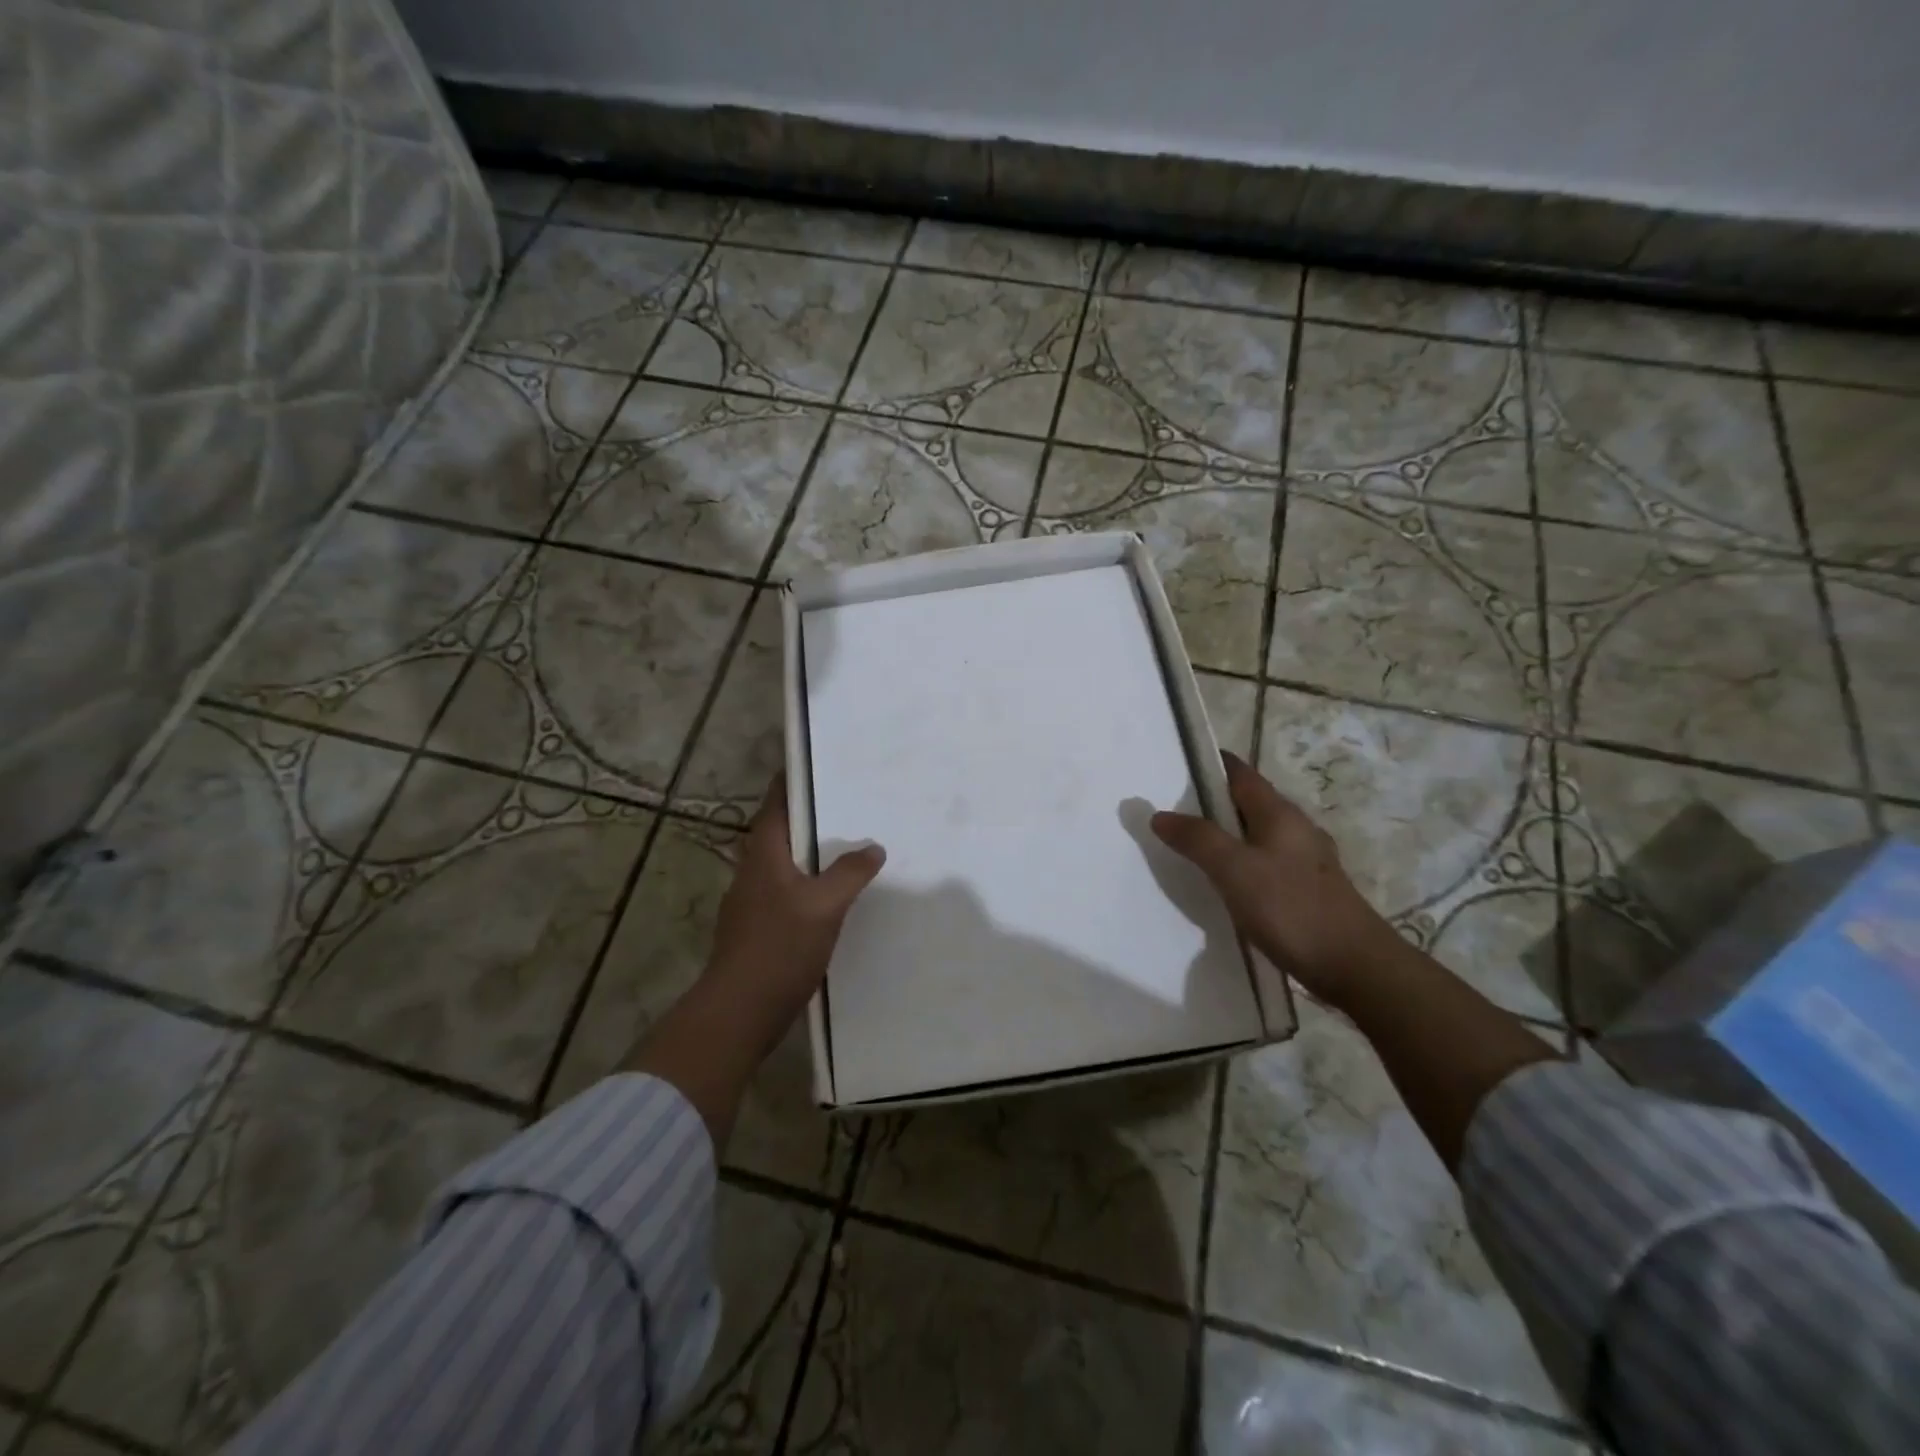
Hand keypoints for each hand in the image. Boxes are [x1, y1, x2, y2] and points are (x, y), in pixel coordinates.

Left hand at [703, 775, 886, 1035]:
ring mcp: (752, 902)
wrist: (740, 1011)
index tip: (814, 763)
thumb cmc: (779, 947)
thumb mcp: (824, 906)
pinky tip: (833, 896)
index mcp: (763, 854)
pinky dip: (809, 884)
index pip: (775, 803)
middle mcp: (752, 871)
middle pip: (780, 831)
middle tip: (847, 804)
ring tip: (847, 846)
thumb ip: (849, 873)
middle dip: (809, 817)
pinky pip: (787, 892)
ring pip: (784, 864)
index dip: (791, 781)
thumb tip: (872, 847)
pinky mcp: (757, 929)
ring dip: (811, 853)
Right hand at [1151, 752, 1398, 1005]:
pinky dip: (1242, 864)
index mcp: (1280, 814)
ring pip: (1258, 835)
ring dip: (1227, 835)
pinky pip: (1267, 863)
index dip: (1211, 765)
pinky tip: (1227, 885)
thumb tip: (1160, 815)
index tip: (1177, 767)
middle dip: (1213, 803)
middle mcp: (1296, 829)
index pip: (1241, 774)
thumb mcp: (1235, 870)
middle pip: (1249, 803)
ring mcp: (1306, 861)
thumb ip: (1197, 839)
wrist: (1356, 967)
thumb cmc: (1291, 909)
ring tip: (1192, 848)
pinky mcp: (1309, 890)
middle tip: (1172, 812)